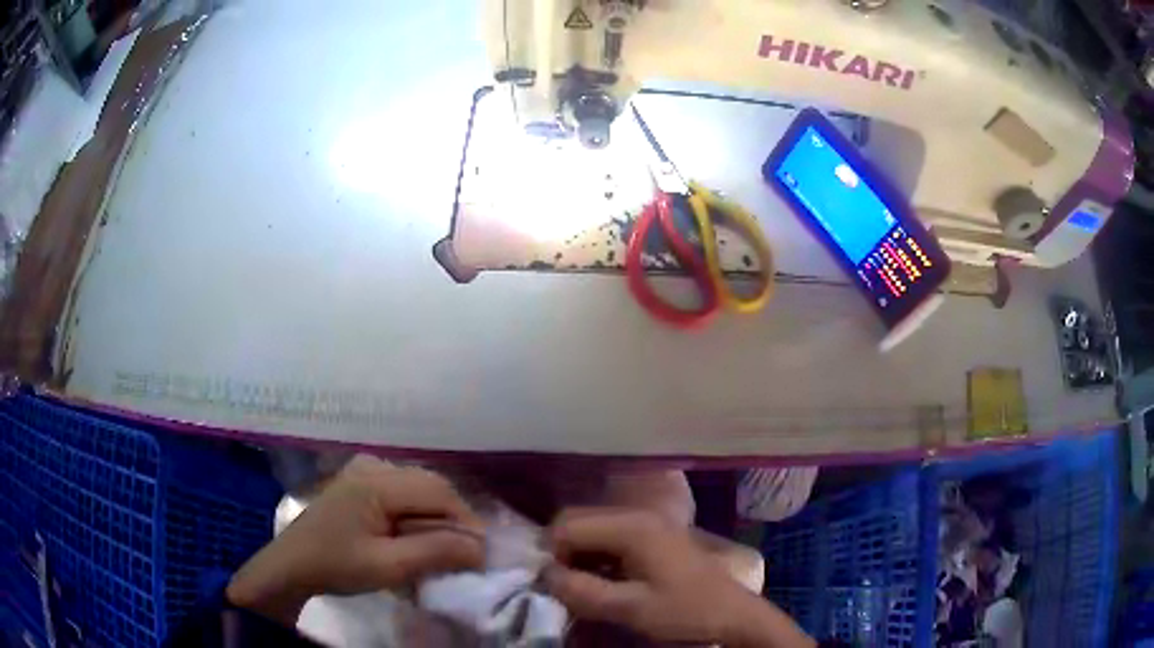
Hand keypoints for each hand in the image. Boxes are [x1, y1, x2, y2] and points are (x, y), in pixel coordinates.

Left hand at [227, 455, 484, 624]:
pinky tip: (414, 534)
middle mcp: (372, 465)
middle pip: (430, 485)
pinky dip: (417, 512)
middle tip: (463, 554)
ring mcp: (363, 470)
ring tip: (441, 548)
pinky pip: (402, 490)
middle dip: (452, 518)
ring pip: (418, 487)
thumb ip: (434, 552)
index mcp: (375, 481)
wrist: (292, 565)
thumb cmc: (336, 566)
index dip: (465, 520)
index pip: (438, 491)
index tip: (480, 554)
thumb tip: (480, 547)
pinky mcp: (359, 481)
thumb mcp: (387, 566)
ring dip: (436, 516)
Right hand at [544, 509, 812, 647]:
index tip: (552, 584)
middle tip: (563, 585)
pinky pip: (610, 538)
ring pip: (593, 529)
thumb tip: (544, 576)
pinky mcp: (654, 537)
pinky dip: (596, 557)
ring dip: (578, 555)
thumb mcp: (630, 608)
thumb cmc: (685, 610)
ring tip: (580, 586)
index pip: (568, 524)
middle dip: (562, 552)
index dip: (551, 553)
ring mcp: (648, 524)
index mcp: (632, 526)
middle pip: (579, 521)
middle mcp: (638, 515)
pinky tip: (602, 581)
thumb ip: (583, 591)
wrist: (732, 614)